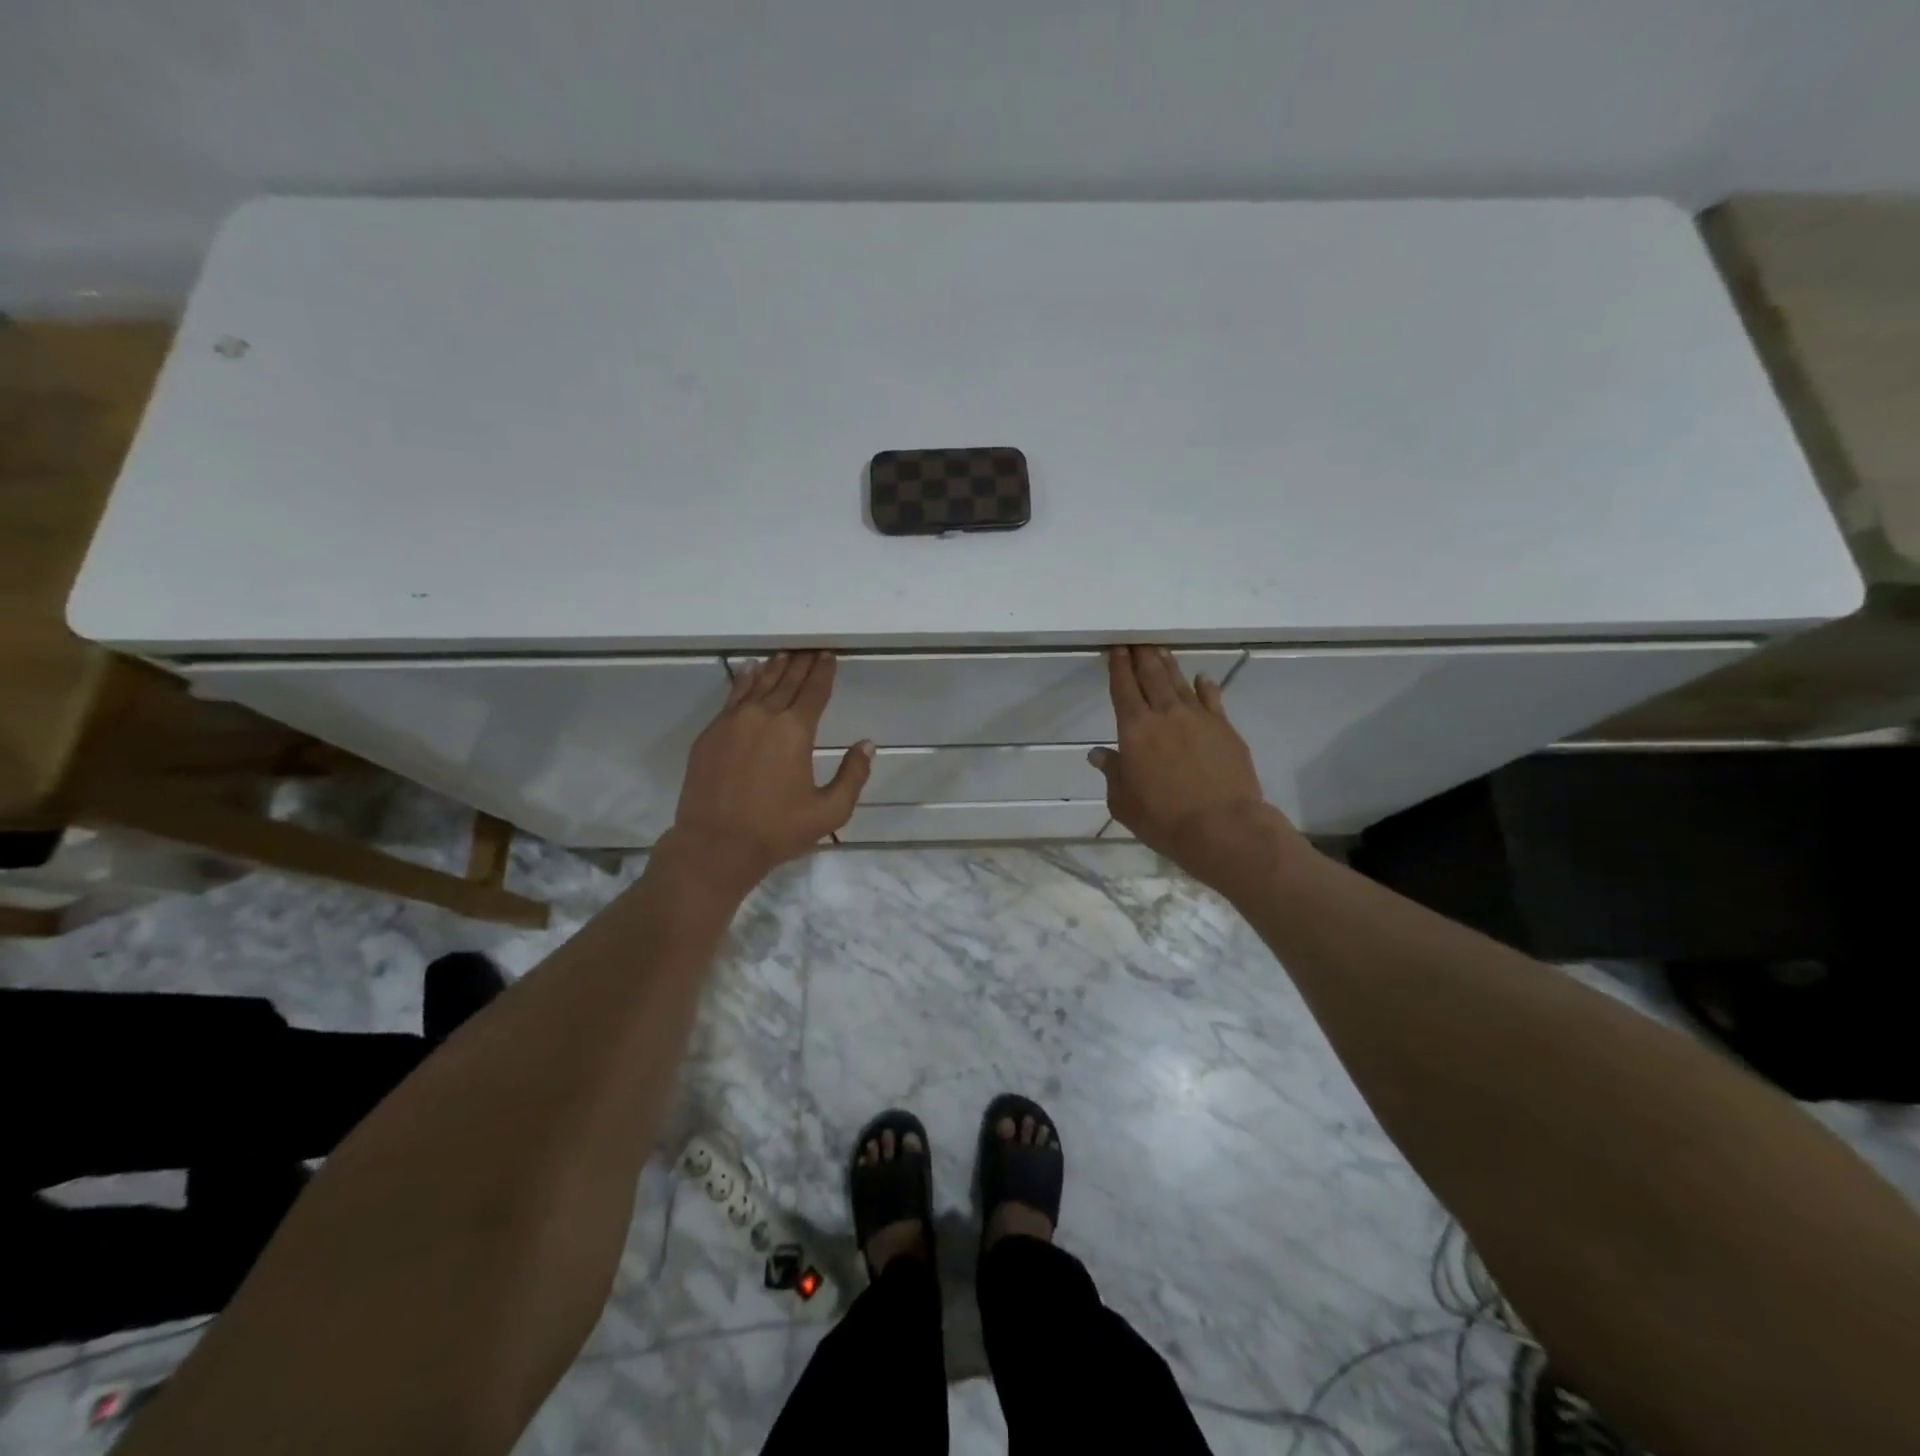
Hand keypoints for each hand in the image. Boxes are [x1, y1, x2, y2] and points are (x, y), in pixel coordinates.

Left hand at [665, 652, 872, 893]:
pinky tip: (749, 670)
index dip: (824, 671)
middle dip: (802, 663)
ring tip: (785, 654)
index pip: (814, 691)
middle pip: (787, 681)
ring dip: (774, 667)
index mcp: (795, 731)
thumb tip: (867, 744)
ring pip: (758, 684)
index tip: (829, 655)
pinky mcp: (710, 733)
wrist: (715, 846)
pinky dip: (744, 680)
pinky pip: (732, 697)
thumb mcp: (830, 811)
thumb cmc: (777, 830)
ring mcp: (732, 722)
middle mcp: (764, 717)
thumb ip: (853, 775)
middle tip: (810, 648)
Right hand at [1090, 646, 1300, 893]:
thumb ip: (1112, 773)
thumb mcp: (1123, 802)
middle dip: (1142, 656)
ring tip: (1161, 650)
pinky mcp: (1225, 728)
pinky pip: (1213, 699)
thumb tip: (1098, 754)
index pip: (1123, 689)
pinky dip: (1205, 686)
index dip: (1118, 667)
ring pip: (1180, 683)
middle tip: (1138, 641)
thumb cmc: (1163, 818)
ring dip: (1169, 665)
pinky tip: (1202, 678)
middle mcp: (1165, 715)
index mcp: (1134, 730)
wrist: (1222, 826)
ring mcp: (1199, 718)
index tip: (1117, 649)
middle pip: (1152, 676)